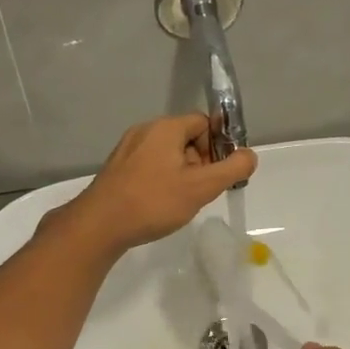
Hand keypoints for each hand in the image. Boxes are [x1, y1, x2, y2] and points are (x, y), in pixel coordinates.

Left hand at [60, 114, 256, 254]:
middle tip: (201, 191)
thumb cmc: (153, 202)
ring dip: (182, 173)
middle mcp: (145, 131)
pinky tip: (160, 204)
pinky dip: (162, 180)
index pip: (204, 122)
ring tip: (181, 201)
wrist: (99, 226)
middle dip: (201, 162)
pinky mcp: (117, 168)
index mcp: (165, 128)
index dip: (218, 146)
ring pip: (168, 154)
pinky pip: (150, 166)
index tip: (218, 174)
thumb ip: (232, 169)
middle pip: (186, 138)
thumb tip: (250, 155)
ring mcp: (127, 149)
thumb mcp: (201, 187)